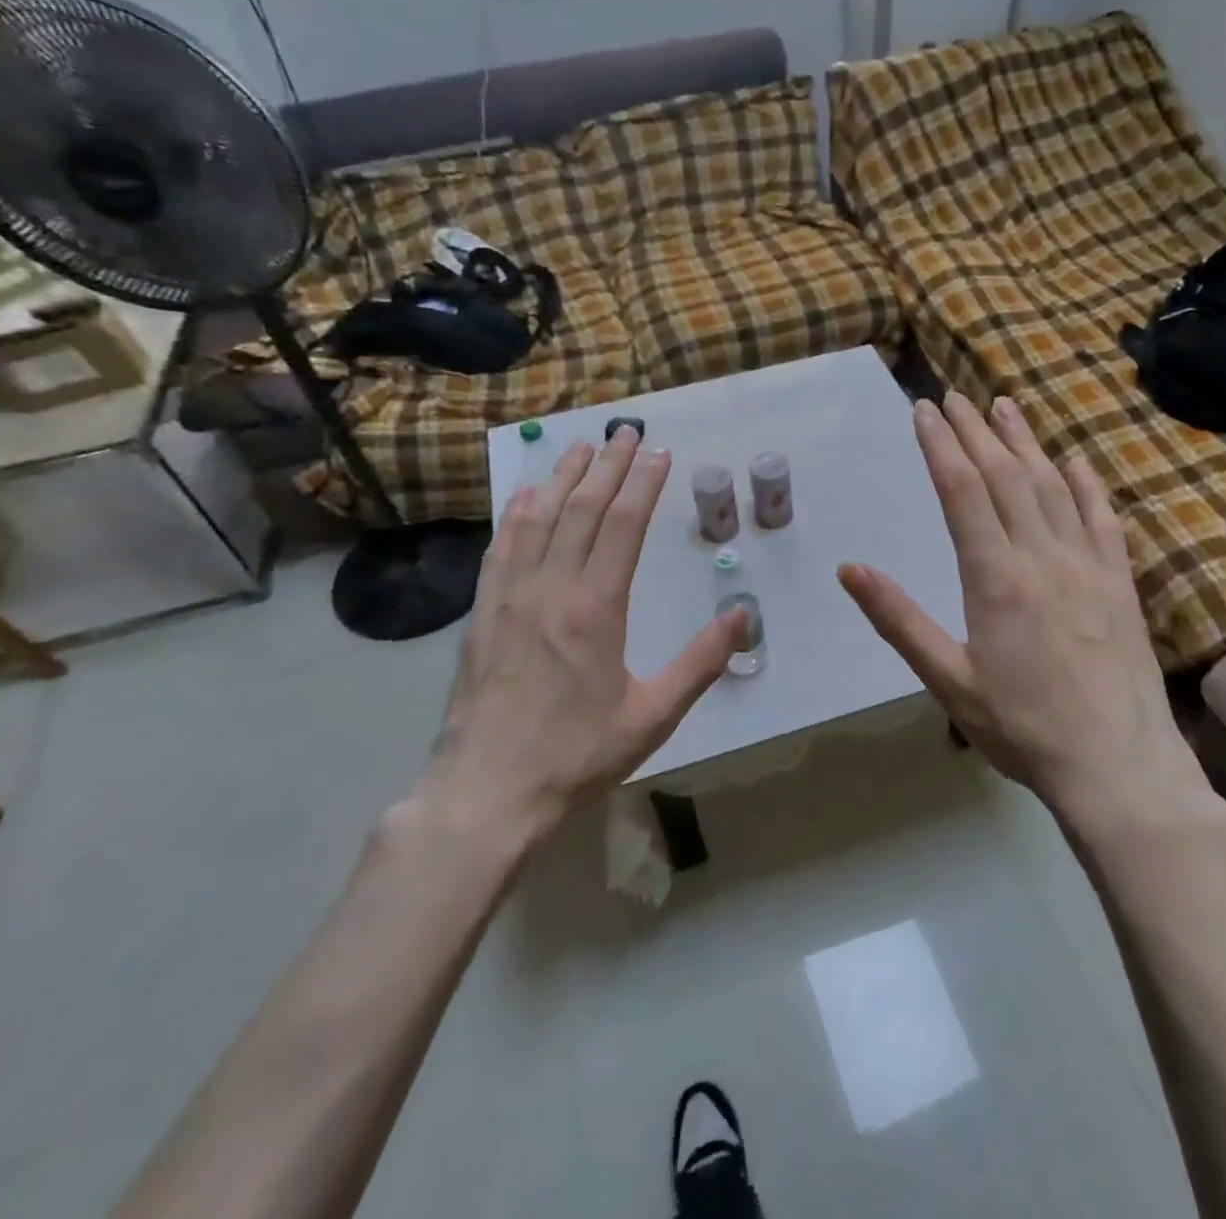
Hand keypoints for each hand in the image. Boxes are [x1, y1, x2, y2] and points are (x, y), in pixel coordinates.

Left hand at [429, 428, 742, 847]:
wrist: (487, 793)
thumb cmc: (577, 756)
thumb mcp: (653, 716)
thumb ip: (701, 662)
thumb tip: (742, 615)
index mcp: (595, 609)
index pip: (622, 527)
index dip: (642, 484)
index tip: (658, 454)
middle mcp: (551, 589)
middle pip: (582, 510)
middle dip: (607, 466)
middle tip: (625, 432)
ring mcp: (510, 597)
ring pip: (538, 519)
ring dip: (562, 478)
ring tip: (580, 447)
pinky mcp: (483, 613)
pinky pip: (501, 547)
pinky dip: (517, 513)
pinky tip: (526, 495)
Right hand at [839, 393, 1216, 821]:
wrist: (1118, 765)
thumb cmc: (1023, 728)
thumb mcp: (948, 680)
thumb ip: (899, 620)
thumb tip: (850, 570)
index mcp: (996, 577)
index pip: (962, 491)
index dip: (941, 446)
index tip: (924, 410)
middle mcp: (1043, 556)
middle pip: (1005, 476)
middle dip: (975, 432)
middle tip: (955, 397)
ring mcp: (1088, 564)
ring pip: (1052, 486)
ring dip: (1025, 442)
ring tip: (1005, 407)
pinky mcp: (1119, 582)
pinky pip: (1102, 518)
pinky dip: (1085, 483)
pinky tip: (1073, 461)